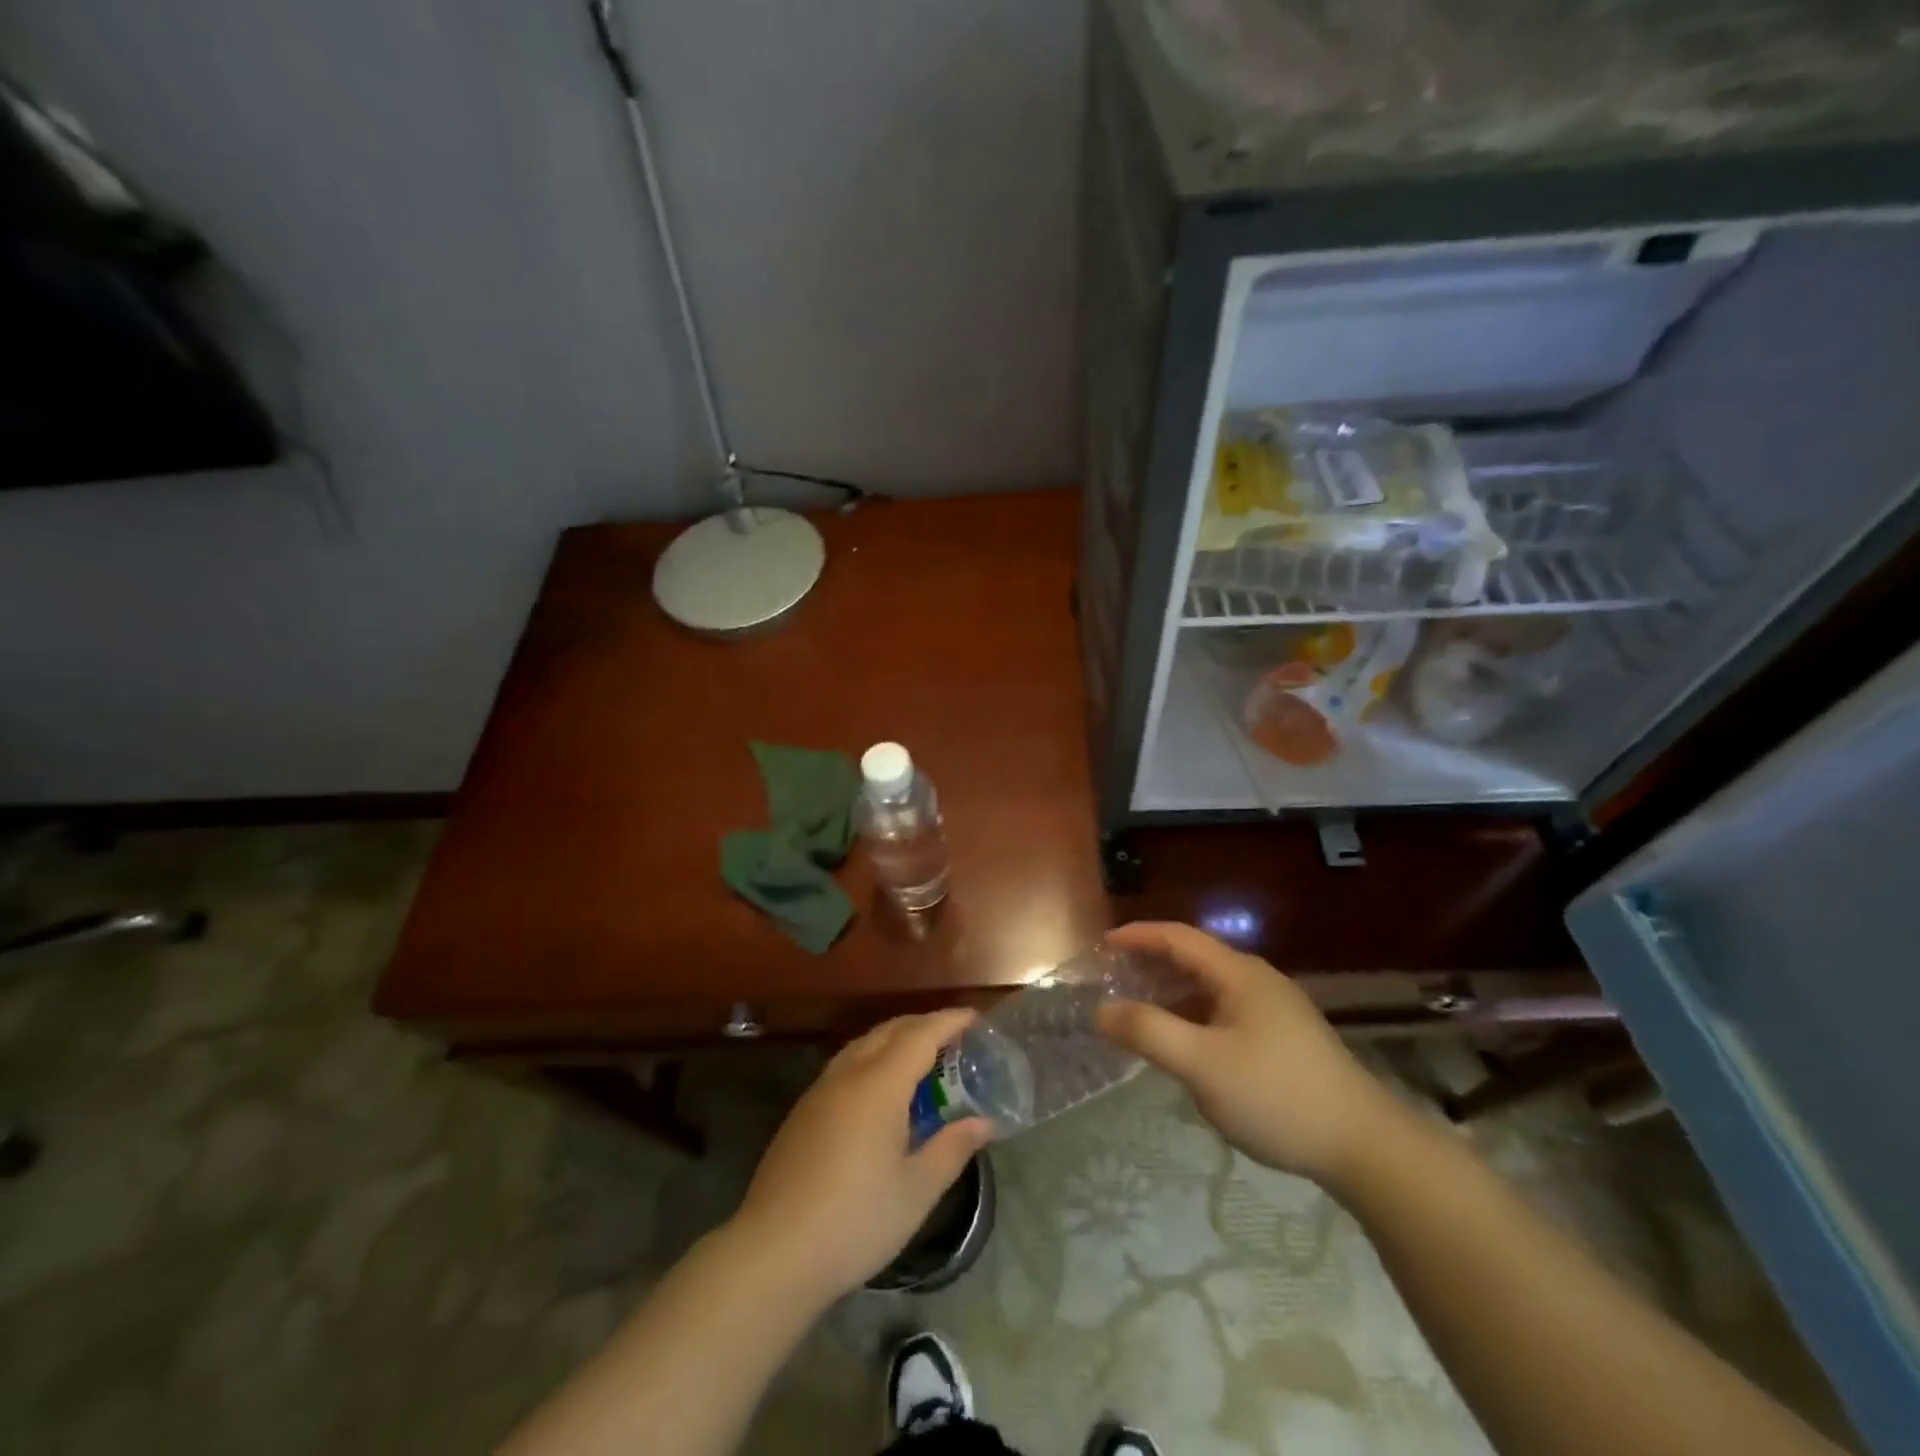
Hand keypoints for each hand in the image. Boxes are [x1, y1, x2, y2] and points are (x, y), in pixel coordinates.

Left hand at [730, 1009, 990, 1305]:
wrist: (773, 1253)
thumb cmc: (855, 1221)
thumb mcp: (916, 1191)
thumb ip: (951, 1149)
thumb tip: (982, 1123)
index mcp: (879, 1085)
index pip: (920, 1035)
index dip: (949, 1021)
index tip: (975, 1018)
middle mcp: (848, 1075)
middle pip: (889, 1030)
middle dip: (923, 1025)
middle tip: (954, 1037)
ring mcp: (819, 1091)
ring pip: (863, 1044)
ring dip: (895, 1039)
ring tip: (921, 1059)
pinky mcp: (802, 1112)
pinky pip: (846, 1065)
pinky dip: (873, 1058)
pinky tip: (881, 1091)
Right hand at [1098, 921, 1405, 1186]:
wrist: (1365, 1146)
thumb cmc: (1277, 1095)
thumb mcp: (1202, 1065)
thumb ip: (1148, 1032)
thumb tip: (1103, 1011)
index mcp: (1239, 974)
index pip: (1178, 938)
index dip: (1138, 935)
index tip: (1102, 945)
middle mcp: (1257, 981)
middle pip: (1194, 959)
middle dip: (1150, 964)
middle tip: (1113, 979)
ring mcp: (1275, 1010)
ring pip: (1210, 989)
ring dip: (1171, 994)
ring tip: (1138, 1012)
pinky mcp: (1284, 1039)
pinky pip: (1225, 1013)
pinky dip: (1193, 1017)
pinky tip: (1184, 1046)